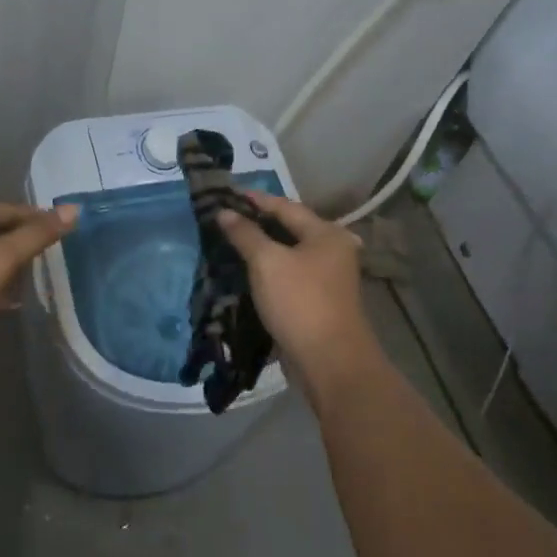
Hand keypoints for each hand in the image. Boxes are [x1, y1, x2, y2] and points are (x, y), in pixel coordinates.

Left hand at [0, 201, 78, 344]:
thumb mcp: (3, 256)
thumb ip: (38, 234)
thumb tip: (74, 209)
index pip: (14, 210)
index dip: (40, 220)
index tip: (65, 235)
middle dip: (24, 247)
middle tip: (51, 262)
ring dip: (7, 270)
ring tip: (33, 285)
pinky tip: (5, 305)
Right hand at [217, 191, 372, 400]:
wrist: (329, 362)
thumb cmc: (300, 302)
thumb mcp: (267, 262)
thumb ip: (245, 234)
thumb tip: (224, 212)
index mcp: (326, 233)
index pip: (285, 206)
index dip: (254, 199)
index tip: (226, 194)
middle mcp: (332, 250)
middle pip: (289, 228)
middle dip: (256, 223)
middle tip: (224, 218)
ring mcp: (327, 278)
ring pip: (288, 254)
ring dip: (261, 248)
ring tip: (229, 242)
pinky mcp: (318, 301)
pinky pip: (288, 275)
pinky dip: (268, 270)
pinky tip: (246, 271)